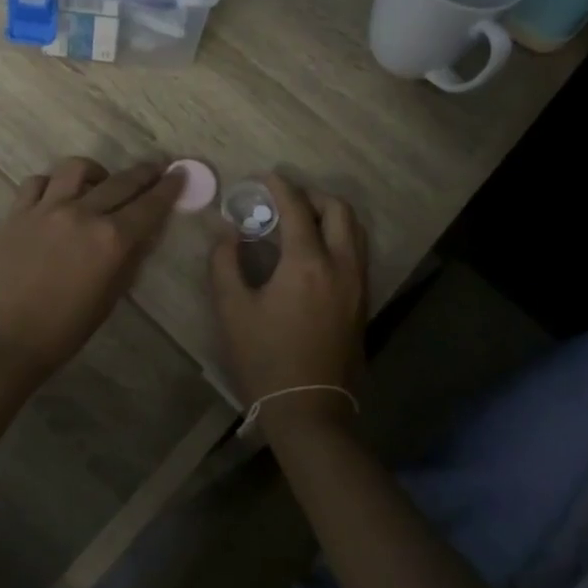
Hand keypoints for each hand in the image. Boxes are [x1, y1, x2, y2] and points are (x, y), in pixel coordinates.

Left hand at [0, 157, 182, 388]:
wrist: (2, 339)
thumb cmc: (63, 331)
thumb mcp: (109, 299)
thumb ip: (129, 260)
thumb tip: (142, 235)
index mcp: (111, 240)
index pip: (149, 206)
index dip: (169, 188)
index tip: (180, 173)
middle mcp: (83, 214)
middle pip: (121, 181)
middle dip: (144, 172)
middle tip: (156, 168)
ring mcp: (47, 208)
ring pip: (77, 169)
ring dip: (97, 171)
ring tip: (100, 182)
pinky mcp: (18, 212)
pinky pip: (39, 181)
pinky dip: (54, 183)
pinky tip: (57, 196)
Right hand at [209, 173, 368, 434]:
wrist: (309, 410)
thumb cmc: (265, 359)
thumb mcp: (232, 310)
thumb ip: (225, 263)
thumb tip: (228, 233)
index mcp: (307, 264)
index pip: (297, 209)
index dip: (281, 187)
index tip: (266, 177)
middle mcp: (341, 266)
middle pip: (339, 211)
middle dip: (313, 196)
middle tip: (286, 199)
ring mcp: (358, 285)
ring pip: (355, 231)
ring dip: (331, 215)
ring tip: (303, 220)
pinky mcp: (363, 303)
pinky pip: (357, 253)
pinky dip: (340, 237)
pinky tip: (316, 251)